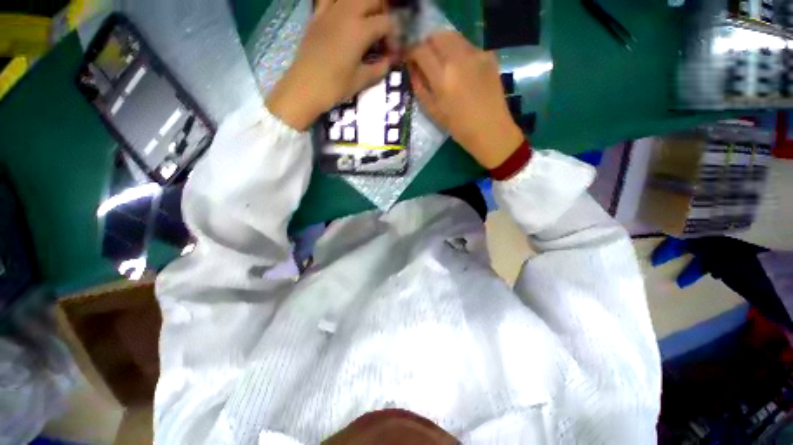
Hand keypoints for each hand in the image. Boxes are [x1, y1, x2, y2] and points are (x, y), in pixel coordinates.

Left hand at [266, 0, 395, 130]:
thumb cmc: (335, 86)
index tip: (392, 51)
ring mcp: (329, 11)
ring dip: (364, 5)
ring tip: (366, 21)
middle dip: (382, 12)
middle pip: (372, 0)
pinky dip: (340, 3)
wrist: (305, 87)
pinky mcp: (316, 16)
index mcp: (360, 30)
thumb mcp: (361, 80)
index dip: (394, 36)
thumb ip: (379, 68)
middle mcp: (346, 13)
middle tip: (382, 32)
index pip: (386, 23)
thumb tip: (389, 61)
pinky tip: (344, 15)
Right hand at [407, 32, 523, 168]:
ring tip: (443, 63)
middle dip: (427, 44)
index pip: (420, 50)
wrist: (491, 130)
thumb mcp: (433, 112)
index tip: (410, 60)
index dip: (412, 52)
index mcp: (443, 77)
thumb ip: (420, 87)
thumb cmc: (459, 127)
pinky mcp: (488, 56)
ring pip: (453, 37)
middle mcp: (459, 59)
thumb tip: (413, 70)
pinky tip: (461, 70)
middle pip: (437, 35)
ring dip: (443, 46)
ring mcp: (476, 54)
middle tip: (426, 59)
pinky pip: (467, 46)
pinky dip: (459, 52)